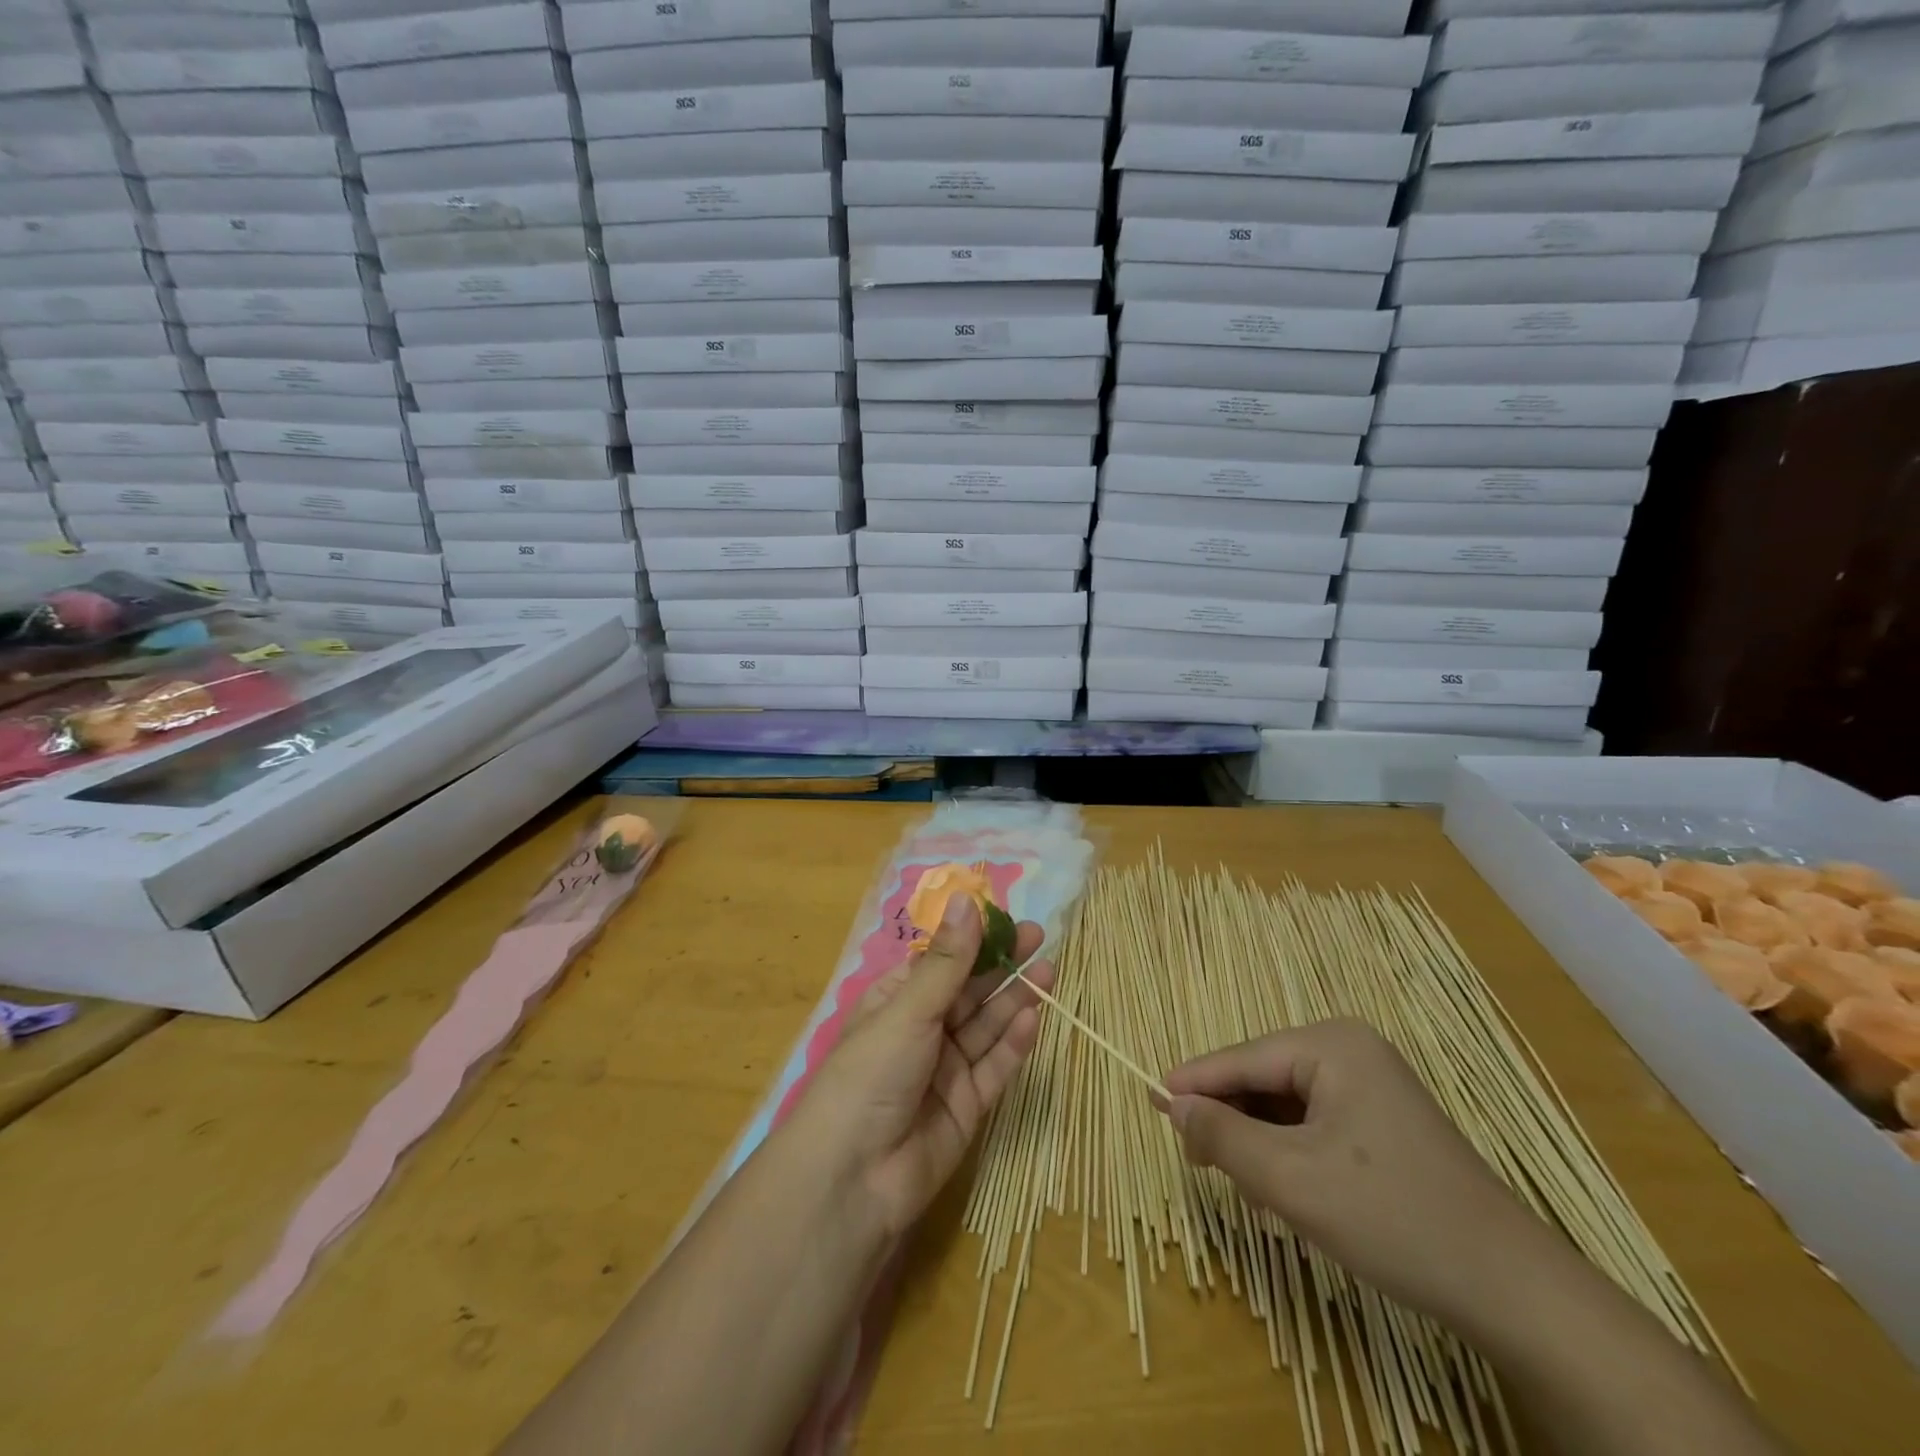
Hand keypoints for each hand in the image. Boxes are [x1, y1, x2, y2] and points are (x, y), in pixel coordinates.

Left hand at [792, 894, 1053, 1240]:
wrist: (855, 1179)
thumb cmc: (870, 1074)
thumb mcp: (908, 1010)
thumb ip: (946, 961)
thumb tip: (965, 898)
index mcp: (895, 1001)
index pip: (940, 962)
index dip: (972, 940)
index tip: (1006, 918)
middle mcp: (921, 1031)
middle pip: (968, 991)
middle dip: (1001, 966)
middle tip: (1038, 938)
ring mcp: (945, 1070)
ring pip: (985, 1027)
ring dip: (1014, 999)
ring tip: (1048, 971)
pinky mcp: (966, 1107)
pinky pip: (994, 1068)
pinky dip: (1013, 1044)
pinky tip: (1034, 1018)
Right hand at [1161, 1019, 1552, 1332]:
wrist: (1513, 1291)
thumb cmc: (1393, 1219)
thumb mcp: (1291, 1180)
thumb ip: (1222, 1136)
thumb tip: (1172, 1104)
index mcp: (1331, 1044)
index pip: (1241, 1059)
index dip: (1193, 1084)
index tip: (1149, 1102)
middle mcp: (1349, 1049)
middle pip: (1262, 1079)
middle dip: (1229, 1119)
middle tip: (1198, 1164)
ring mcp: (1370, 1083)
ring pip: (1284, 1104)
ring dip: (1257, 1141)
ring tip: (1245, 1187)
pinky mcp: (1382, 1120)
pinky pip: (1313, 1122)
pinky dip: (1288, 1150)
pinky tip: (1284, 1189)